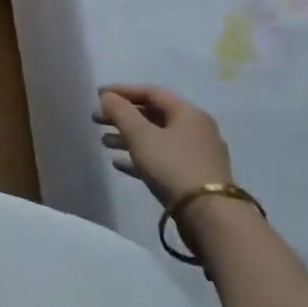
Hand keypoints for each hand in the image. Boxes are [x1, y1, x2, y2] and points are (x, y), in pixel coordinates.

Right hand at [95, 85, 232, 204]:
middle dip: (123, 116)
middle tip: (97, 119)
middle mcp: (196, 129)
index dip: (123, 91)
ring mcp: (197, 155)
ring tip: (104, 142)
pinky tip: (119, 163)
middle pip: (153, 115)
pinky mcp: (194, 177)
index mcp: (187, 113)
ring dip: (128, 137)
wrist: (210, 215)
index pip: (151, 92)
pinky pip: (162, 159)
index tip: (98, 95)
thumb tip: (107, 96)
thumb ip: (121, 112)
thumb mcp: (141, 135)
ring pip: (156, 138)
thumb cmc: (173, 166)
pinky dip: (140, 157)